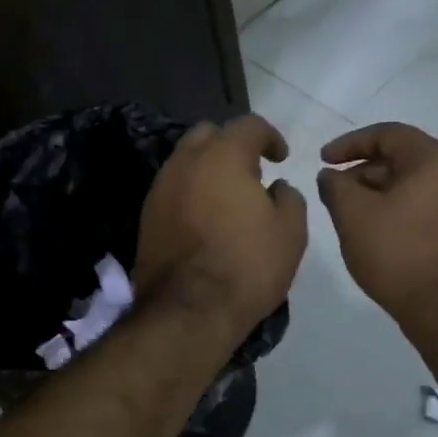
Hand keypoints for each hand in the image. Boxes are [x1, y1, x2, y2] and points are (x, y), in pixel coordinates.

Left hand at [135, 114, 308, 339]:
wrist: (188, 311)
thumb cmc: (247, 266)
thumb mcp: (291, 232)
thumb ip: (288, 197)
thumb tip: (275, 187)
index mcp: (222, 156)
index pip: (248, 125)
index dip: (270, 136)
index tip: (280, 158)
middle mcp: (185, 163)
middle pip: (208, 135)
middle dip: (231, 145)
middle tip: (250, 173)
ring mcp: (160, 189)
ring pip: (185, 162)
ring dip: (207, 170)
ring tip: (227, 199)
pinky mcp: (146, 217)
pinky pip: (172, 190)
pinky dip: (190, 194)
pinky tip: (205, 220)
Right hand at [318, 123, 437, 324]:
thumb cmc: (398, 254)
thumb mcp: (353, 217)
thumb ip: (335, 187)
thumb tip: (331, 175)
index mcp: (433, 159)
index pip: (387, 134)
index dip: (349, 144)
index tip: (323, 160)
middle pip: (403, 158)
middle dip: (364, 171)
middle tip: (336, 190)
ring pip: (415, 184)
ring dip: (381, 192)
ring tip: (353, 214)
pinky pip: (427, 206)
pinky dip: (401, 209)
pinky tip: (380, 232)